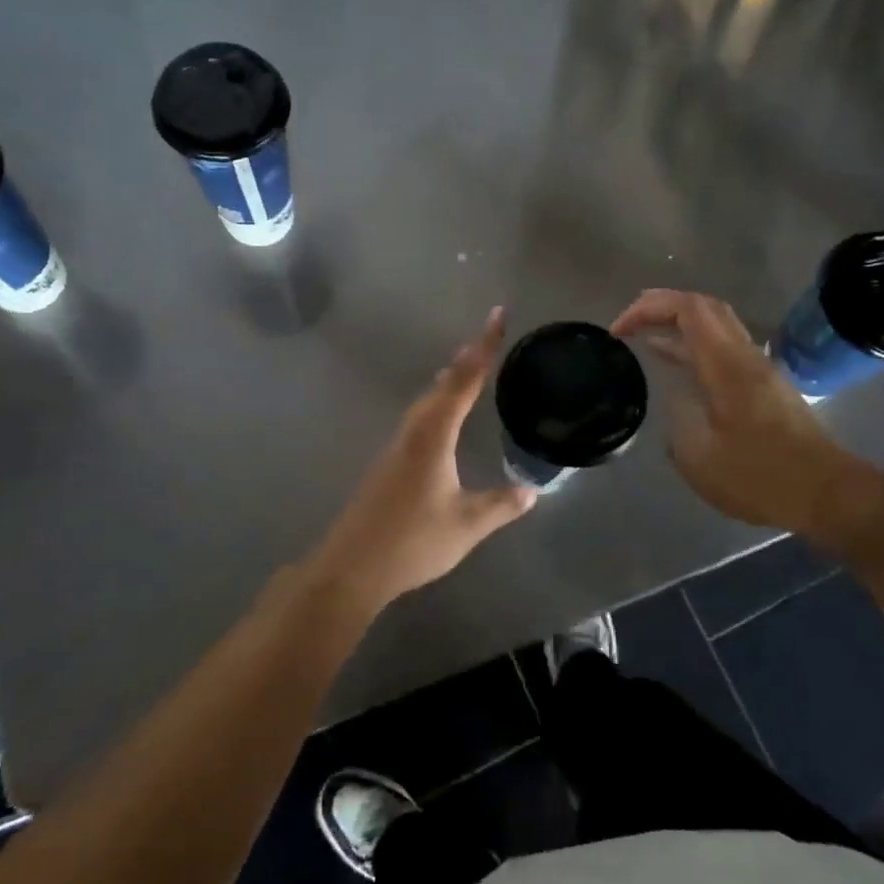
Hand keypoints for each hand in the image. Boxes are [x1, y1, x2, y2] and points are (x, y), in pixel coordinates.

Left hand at [309, 307, 536, 610]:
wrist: (351, 567)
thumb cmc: (411, 542)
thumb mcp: (466, 525)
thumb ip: (501, 505)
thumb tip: (532, 490)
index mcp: (433, 436)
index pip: (463, 381)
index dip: (483, 348)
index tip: (496, 316)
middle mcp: (412, 432)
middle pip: (442, 384)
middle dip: (467, 359)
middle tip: (489, 339)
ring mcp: (396, 447)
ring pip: (427, 401)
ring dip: (450, 381)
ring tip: (470, 369)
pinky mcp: (389, 463)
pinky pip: (420, 419)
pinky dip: (439, 404)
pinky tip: (444, 418)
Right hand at [611, 289, 876, 535]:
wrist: (826, 493)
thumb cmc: (761, 476)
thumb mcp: (700, 457)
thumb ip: (677, 420)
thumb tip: (673, 400)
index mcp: (726, 364)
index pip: (687, 308)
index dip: (649, 307)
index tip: (618, 331)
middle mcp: (744, 356)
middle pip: (704, 306)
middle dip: (661, 305)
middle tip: (628, 322)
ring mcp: (757, 369)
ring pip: (716, 326)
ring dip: (678, 325)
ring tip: (643, 339)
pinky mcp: (763, 387)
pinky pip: (723, 349)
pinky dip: (693, 347)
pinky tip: (675, 368)